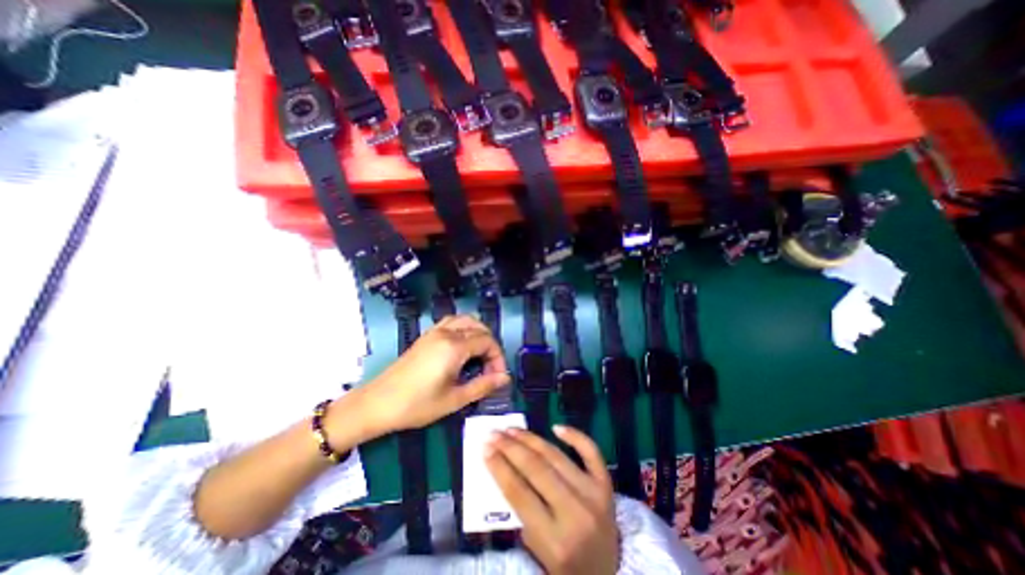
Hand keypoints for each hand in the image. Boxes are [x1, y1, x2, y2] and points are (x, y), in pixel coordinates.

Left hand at [347, 315, 508, 435]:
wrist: (377, 403)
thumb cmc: (417, 405)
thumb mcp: (454, 399)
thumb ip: (483, 386)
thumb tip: (505, 378)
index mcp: (454, 347)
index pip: (487, 341)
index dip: (498, 358)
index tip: (497, 377)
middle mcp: (446, 333)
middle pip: (479, 328)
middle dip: (490, 346)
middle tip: (489, 369)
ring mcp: (434, 331)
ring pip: (466, 320)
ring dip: (478, 333)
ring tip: (479, 356)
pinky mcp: (426, 336)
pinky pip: (452, 322)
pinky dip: (464, 329)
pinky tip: (462, 347)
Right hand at [486, 424, 620, 572]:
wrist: (608, 574)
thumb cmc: (565, 564)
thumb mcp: (537, 550)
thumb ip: (522, 513)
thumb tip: (504, 468)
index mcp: (555, 540)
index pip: (519, 494)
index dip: (499, 467)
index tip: (485, 448)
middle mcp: (576, 513)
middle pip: (536, 469)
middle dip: (511, 448)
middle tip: (494, 433)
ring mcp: (594, 494)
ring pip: (556, 456)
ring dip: (531, 439)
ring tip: (513, 429)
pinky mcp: (606, 484)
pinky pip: (591, 452)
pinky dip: (575, 436)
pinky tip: (556, 427)